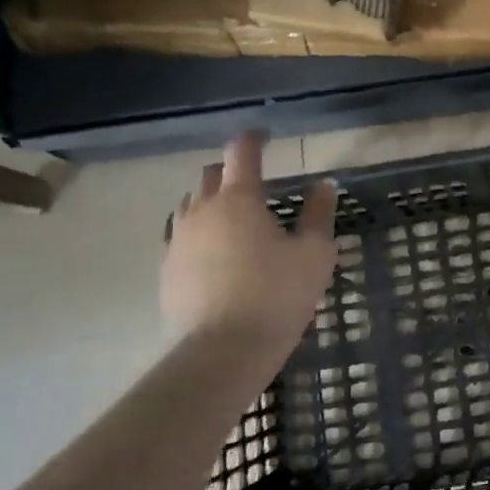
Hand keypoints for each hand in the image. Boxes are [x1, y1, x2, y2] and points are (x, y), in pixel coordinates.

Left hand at [161, 131, 338, 352]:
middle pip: (210, 176)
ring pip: (190, 205)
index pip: (241, 153)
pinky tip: (214, 253)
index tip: (264, 136)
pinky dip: (199, 233)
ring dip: (210, 201)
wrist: (221, 352)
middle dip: (231, 170)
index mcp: (239, 199)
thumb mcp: (314, 253)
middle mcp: (202, 211)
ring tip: (232, 217)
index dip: (253, 139)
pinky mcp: (167, 271)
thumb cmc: (277, 295)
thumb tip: (322, 185)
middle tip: (254, 181)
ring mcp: (178, 241)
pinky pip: (181, 237)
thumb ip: (318, 214)